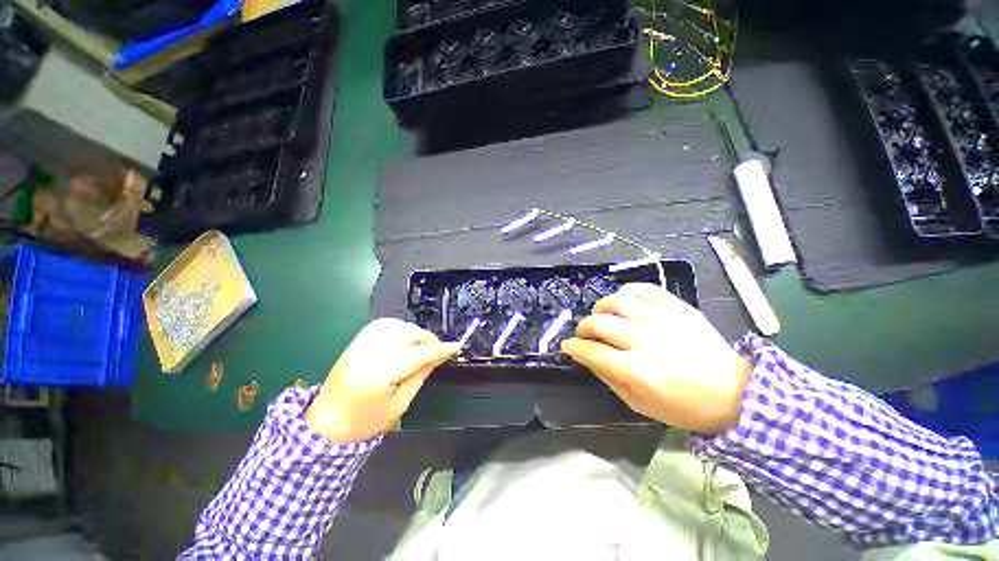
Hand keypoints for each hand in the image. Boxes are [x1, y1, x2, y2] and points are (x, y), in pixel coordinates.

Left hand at [306, 318, 459, 442]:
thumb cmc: (364, 423)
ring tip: (421, 342)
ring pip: (394, 324)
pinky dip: (395, 325)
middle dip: (428, 338)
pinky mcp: (354, 344)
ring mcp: (359, 346)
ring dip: (413, 330)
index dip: (440, 349)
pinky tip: (403, 335)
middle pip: (407, 334)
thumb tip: (438, 358)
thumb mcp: (399, 405)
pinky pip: (378, 325)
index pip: (418, 354)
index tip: (455, 346)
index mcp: (380, 375)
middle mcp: (369, 355)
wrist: (324, 426)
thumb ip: (420, 376)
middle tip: (438, 348)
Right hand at [561, 283, 752, 434]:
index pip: (591, 351)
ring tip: (603, 317)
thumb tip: (587, 355)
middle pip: (598, 322)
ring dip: (600, 308)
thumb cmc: (683, 406)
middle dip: (583, 327)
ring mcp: (661, 319)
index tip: (568, 345)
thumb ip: (608, 377)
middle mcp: (645, 340)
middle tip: (585, 333)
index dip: (573, 346)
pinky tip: (624, 303)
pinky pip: (642, 288)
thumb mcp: (639, 404)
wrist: (734, 391)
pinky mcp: (676, 306)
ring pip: (615, 301)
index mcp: (636, 370)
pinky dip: (626, 292)